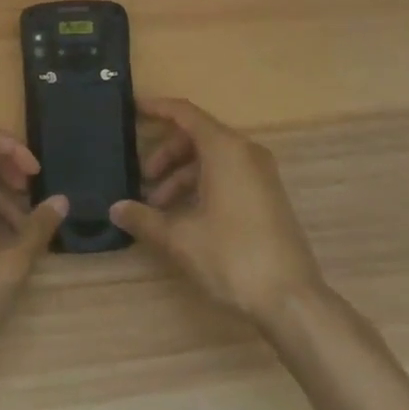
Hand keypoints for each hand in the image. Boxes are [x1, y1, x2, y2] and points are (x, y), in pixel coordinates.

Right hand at [110, 97, 325, 327]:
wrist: (293, 301)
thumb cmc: (233, 257)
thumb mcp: (181, 238)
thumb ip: (145, 219)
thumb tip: (115, 209)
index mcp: (225, 148)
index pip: (185, 113)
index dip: (157, 108)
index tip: (132, 110)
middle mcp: (245, 151)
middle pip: (197, 136)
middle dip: (166, 155)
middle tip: (143, 180)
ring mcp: (261, 173)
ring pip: (212, 158)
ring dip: (182, 176)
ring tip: (159, 209)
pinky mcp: (268, 195)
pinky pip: (228, 174)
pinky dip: (202, 185)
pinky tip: (185, 217)